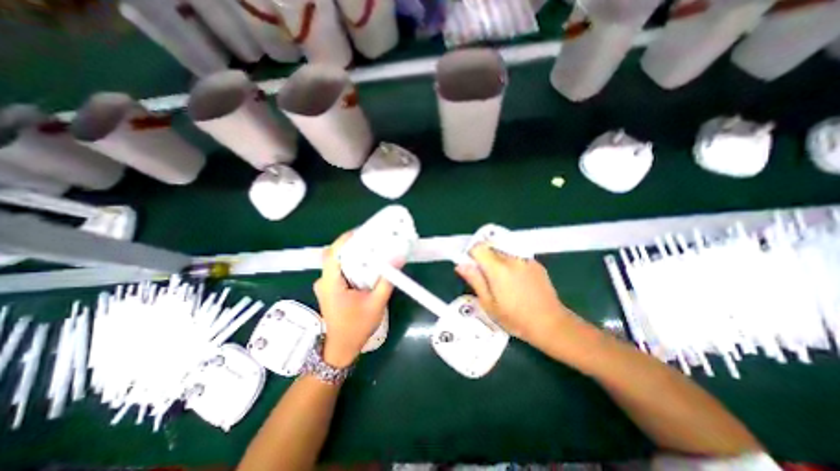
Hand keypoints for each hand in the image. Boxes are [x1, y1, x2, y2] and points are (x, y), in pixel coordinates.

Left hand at [316, 232, 397, 367]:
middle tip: (371, 240)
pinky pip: (338, 269)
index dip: (346, 240)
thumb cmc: (357, 327)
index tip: (363, 232)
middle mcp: (324, 281)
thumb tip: (397, 258)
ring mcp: (325, 285)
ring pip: (336, 261)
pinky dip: (350, 263)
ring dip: (352, 254)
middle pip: (335, 254)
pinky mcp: (329, 288)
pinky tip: (364, 266)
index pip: (333, 253)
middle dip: (352, 245)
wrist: (342, 348)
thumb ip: (386, 280)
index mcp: (331, 283)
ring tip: (370, 250)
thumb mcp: (376, 303)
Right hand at [457, 245, 581, 346]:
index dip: (471, 255)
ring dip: (497, 260)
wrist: (551, 324)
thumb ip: (475, 280)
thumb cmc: (515, 318)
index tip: (472, 268)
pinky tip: (516, 282)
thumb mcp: (489, 303)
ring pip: (503, 251)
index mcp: (498, 268)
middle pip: (491, 247)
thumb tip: (461, 265)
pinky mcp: (536, 263)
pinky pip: (516, 257)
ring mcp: (526, 259)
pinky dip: (511, 263)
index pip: (478, 247)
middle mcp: (512, 258)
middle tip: (486, 278)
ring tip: (502, 281)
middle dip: (484, 258)